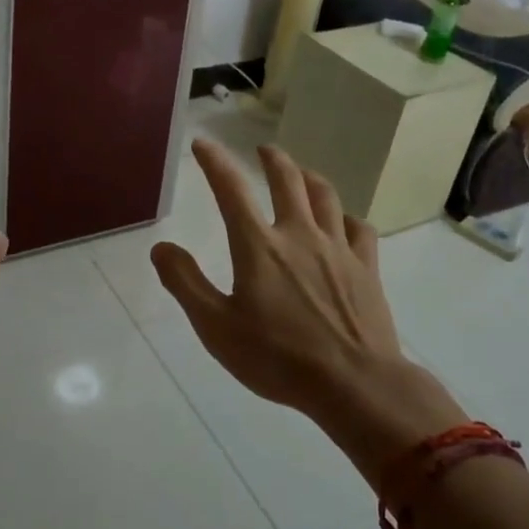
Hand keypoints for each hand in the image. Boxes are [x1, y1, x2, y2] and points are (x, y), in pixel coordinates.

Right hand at [150, 140, 463, 475]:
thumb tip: (161, 247)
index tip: (203, 143)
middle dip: (272, 159)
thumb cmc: (278, 358)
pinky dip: (347, 218)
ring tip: (301, 173)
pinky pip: (360, 229)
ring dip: (309, 178)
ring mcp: (338, 249)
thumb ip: (185, 283)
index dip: (214, 162)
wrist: (355, 385)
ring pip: (326, 197)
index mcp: (259, 246)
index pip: (231, 189)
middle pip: (287, 180)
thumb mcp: (216, 326)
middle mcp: (299, 235)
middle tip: (262, 150)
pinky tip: (344, 223)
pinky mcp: (367, 269)